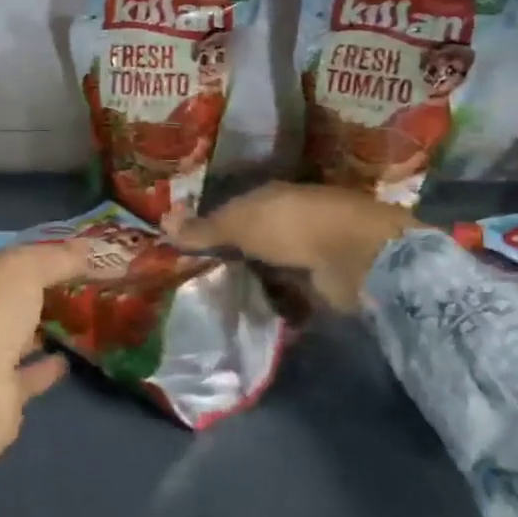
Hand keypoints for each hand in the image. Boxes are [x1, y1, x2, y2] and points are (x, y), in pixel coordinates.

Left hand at [0, 240, 90, 460]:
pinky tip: (73, 357)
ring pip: (22, 336)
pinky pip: (31, 374)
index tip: (75, 255)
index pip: (6, 261)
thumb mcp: (23, 270)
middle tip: (88, 285)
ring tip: (87, 318)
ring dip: (47, 328)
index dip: (38, 255)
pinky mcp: (1, 393)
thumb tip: (90, 246)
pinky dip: (49, 367)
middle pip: (14, 298)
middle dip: (45, 291)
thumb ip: (57, 257)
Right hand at [165, 182, 421, 311]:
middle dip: (230, 259)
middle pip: (252, 240)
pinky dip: (278, 306)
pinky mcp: (323, 284)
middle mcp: (289, 220)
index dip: (210, 227)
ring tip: (220, 306)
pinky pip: (291, 296)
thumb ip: (203, 229)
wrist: (355, 256)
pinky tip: (256, 319)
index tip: (186, 249)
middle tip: (198, 283)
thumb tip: (162, 221)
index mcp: (269, 197)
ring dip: (254, 284)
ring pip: (270, 269)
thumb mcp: (237, 224)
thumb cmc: (289, 226)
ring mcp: (309, 252)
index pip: (233, 210)